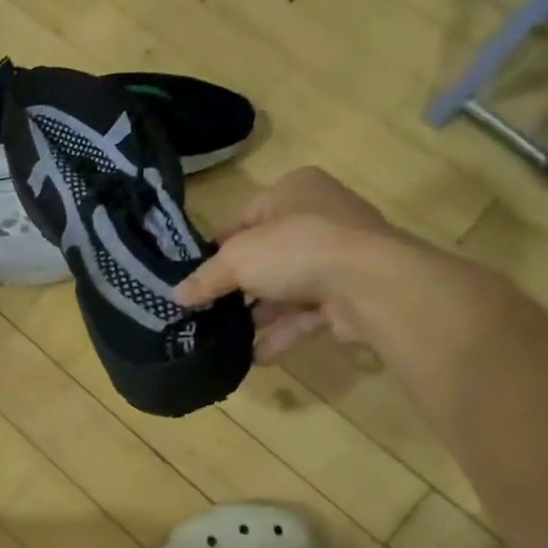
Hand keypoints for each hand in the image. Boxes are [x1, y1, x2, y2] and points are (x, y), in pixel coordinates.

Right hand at [175, 169, 400, 362]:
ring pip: (287, 287)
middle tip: (208, 310)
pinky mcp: (351, 294)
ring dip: (258, 314)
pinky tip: (253, 356)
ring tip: (224, 338)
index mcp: (293, 190)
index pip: (245, 218)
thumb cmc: (296, 249)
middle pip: (267, 255)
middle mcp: (320, 217)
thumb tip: (176, 295)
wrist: (371, 284)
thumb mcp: (236, 259)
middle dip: (239, 286)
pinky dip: (281, 334)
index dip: (219, 248)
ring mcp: (340, 257)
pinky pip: (306, 315)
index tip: (198, 277)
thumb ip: (205, 278)